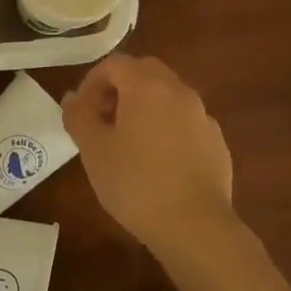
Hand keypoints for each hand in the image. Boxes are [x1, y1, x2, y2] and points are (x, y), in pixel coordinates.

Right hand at [63, 55, 235, 257]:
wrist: (195, 227)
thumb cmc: (136, 183)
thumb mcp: (93, 149)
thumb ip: (79, 115)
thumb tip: (73, 97)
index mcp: (147, 86)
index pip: (114, 64)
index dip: (92, 82)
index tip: (81, 110)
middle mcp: (179, 91)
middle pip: (145, 72)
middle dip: (120, 88)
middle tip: (103, 119)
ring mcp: (203, 116)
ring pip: (168, 96)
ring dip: (144, 106)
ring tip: (128, 142)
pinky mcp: (217, 142)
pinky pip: (186, 122)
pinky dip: (167, 127)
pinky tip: (158, 162)